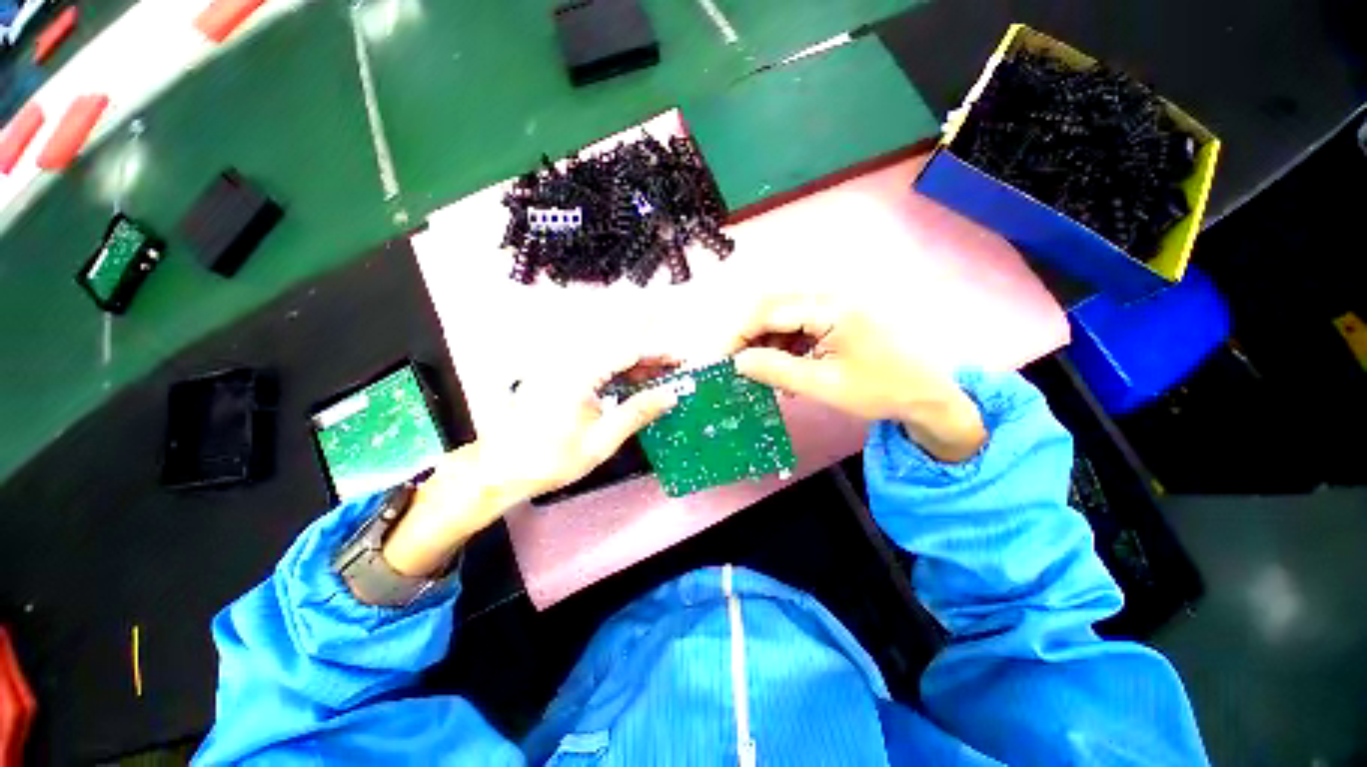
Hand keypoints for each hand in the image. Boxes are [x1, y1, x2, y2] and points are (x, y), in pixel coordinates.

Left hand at [381, 353, 676, 577]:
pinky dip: (616, 374)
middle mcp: (569, 361)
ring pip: (607, 356)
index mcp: (579, 373)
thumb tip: (670, 394)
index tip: (680, 360)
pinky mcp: (557, 376)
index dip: (658, 353)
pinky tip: (630, 386)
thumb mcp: (602, 440)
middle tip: (674, 369)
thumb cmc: (550, 459)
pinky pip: (594, 367)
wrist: (499, 470)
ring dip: (634, 365)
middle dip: (649, 356)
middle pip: (618, 348)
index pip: (628, 350)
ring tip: (658, 378)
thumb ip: (638, 412)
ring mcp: (561, 367)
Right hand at [727, 295, 986, 462]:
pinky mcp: (837, 315)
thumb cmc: (879, 390)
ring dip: (767, 342)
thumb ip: (777, 370)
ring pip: (784, 315)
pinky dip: (785, 344)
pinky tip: (786, 367)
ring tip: (765, 373)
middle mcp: (831, 296)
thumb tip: (738, 362)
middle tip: (738, 366)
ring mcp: (835, 304)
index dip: (739, 335)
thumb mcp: (823, 385)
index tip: (721, 360)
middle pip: (773, 307)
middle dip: (750, 336)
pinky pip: (799, 323)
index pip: (769, 312)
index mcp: (832, 308)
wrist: (927, 394)